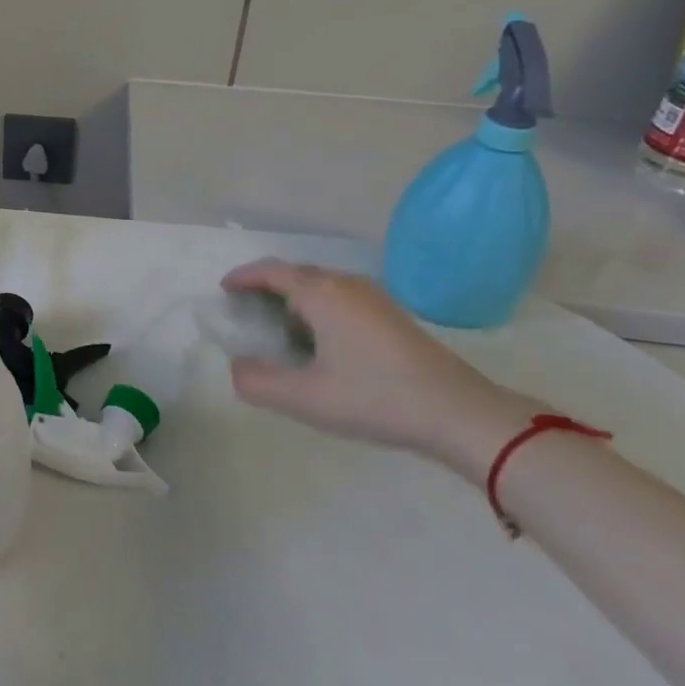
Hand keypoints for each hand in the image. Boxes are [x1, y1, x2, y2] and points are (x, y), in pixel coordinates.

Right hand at [220, 261, 538, 477]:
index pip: (271, 271)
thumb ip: (257, 381)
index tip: (224, 289)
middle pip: (296, 273)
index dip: (243, 277)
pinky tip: (321, 341)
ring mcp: (374, 298)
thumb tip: (235, 367)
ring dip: (294, 298)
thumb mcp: (305, 398)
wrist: (461, 414)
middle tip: (247, 310)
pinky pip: (342, 298)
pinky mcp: (393, 316)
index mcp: (321, 294)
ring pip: (322, 286)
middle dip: (267, 286)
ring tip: (279, 326)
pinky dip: (319, 308)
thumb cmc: (375, 398)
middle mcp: (346, 285)